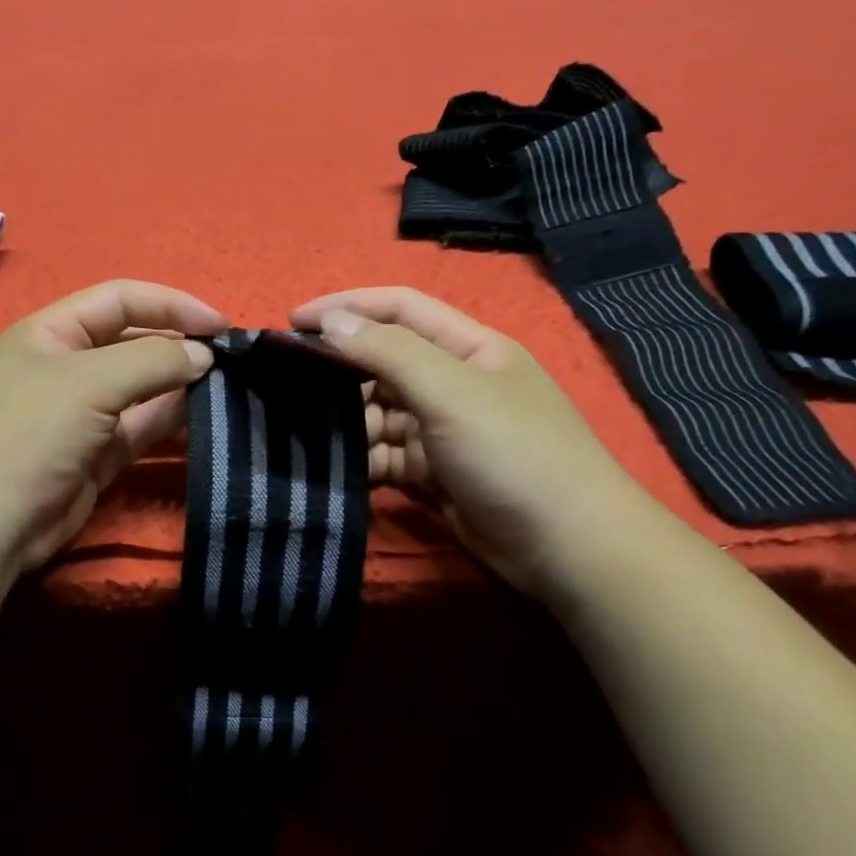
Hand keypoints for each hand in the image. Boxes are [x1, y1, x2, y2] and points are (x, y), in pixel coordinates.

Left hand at [0, 280, 226, 574]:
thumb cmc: (30, 432)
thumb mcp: (90, 381)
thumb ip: (153, 360)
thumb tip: (204, 355)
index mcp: (52, 332)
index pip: (120, 300)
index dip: (172, 305)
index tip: (220, 325)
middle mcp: (67, 367)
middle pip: (133, 343)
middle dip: (179, 346)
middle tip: (230, 361)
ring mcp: (82, 414)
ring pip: (142, 389)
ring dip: (180, 386)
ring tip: (227, 388)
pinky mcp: (97, 455)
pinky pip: (141, 428)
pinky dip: (170, 421)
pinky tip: (205, 417)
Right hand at [288, 287, 653, 593]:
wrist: (567, 548)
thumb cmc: (513, 452)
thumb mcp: (451, 390)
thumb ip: (388, 351)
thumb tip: (332, 321)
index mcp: (468, 348)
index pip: (399, 309)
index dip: (347, 307)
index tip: (292, 321)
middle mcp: (453, 384)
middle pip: (383, 362)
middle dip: (339, 370)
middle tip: (288, 385)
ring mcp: (442, 432)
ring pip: (378, 413)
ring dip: (346, 422)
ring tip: (308, 435)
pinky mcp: (432, 475)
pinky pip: (384, 457)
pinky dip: (360, 460)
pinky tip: (334, 469)